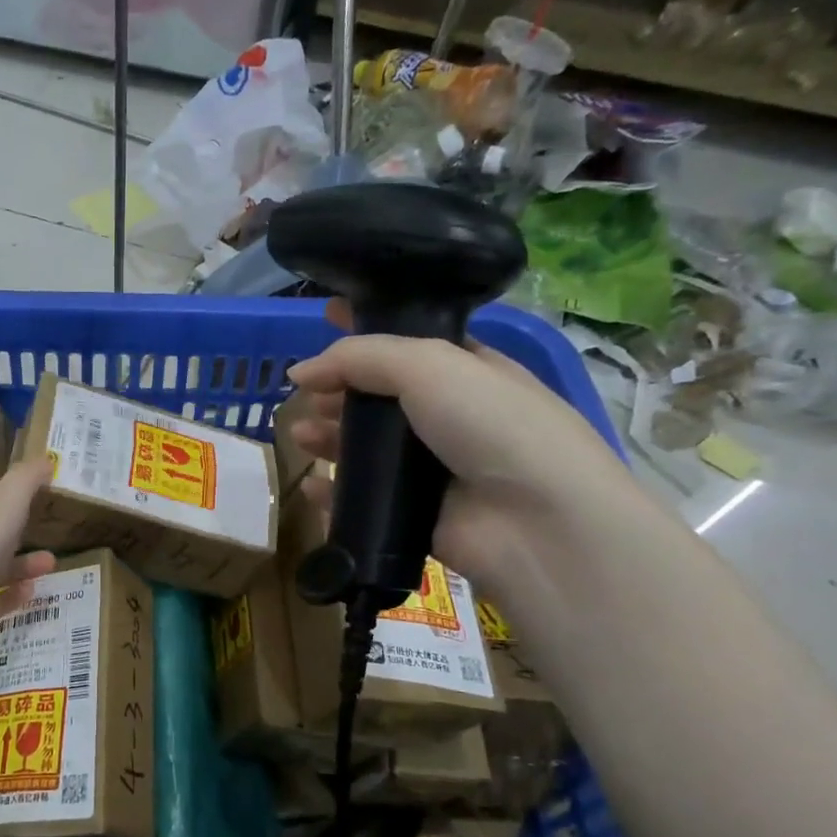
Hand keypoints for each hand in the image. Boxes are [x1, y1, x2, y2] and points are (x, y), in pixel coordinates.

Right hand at [286, 299, 640, 589]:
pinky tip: (312, 485)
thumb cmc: (491, 424)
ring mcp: (431, 469)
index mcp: (465, 370)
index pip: (406, 342)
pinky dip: (334, 492)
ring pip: (366, 448)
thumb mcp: (429, 365)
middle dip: (339, 390)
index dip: (367, 329)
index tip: (325, 316)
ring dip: (329, 438)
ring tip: (299, 435)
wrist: (536, 520)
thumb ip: (359, 358)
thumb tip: (300, 371)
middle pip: (378, 397)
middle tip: (307, 394)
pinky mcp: (413, 514)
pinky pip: (362, 498)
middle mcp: (448, 417)